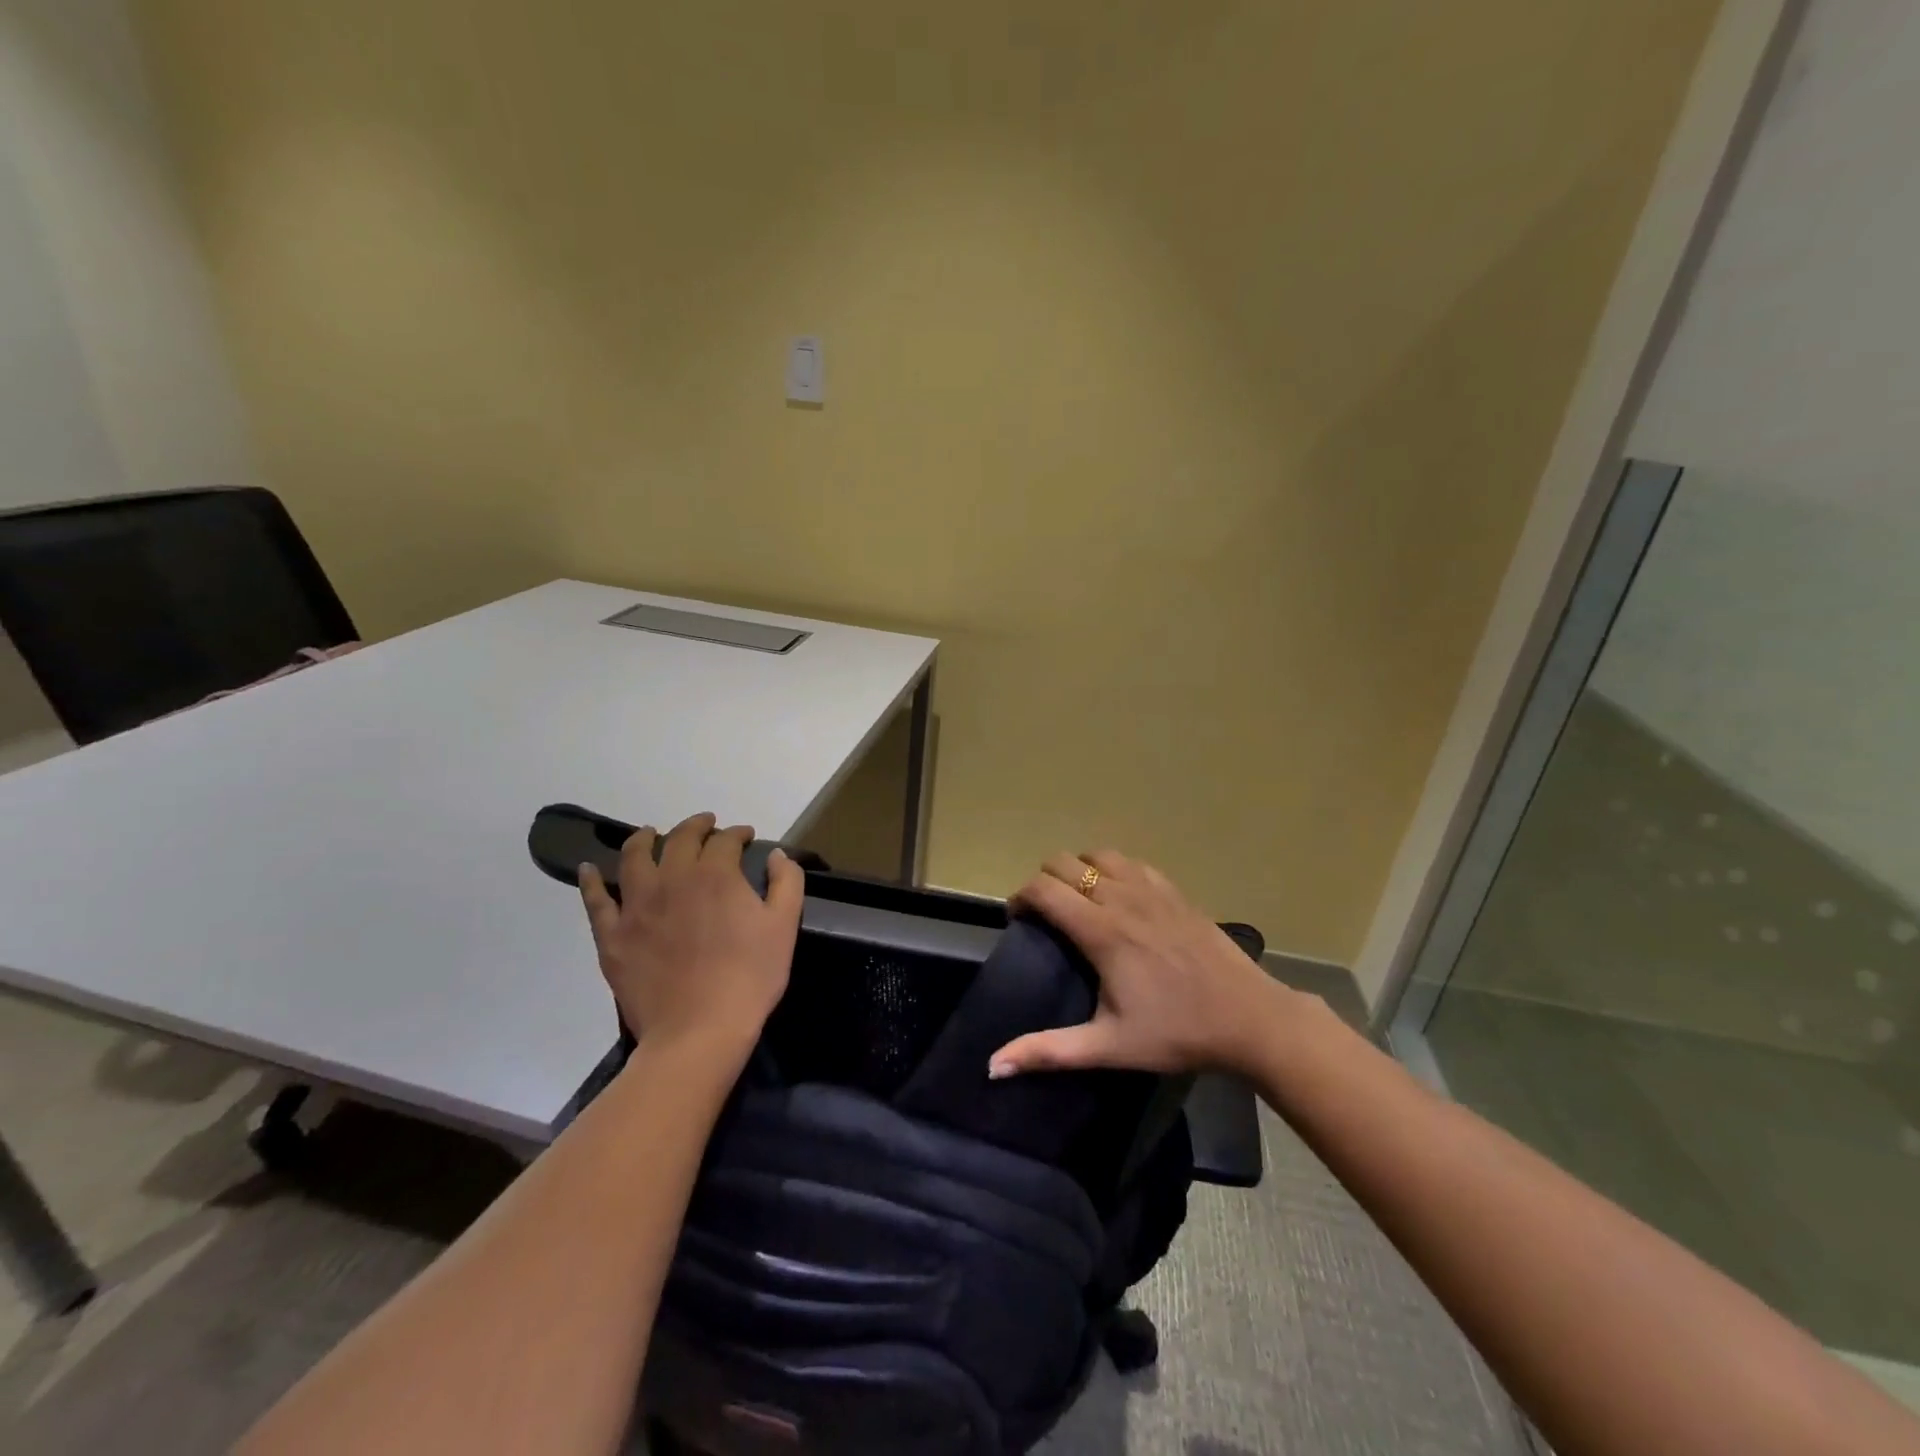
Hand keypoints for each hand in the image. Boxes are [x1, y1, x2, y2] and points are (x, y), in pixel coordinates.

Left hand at [578, 811, 803, 1056]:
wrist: (699, 1031)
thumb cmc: (749, 977)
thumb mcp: (785, 925)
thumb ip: (786, 881)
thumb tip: (776, 853)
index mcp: (715, 874)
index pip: (725, 840)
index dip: (737, 833)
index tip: (745, 836)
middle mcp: (672, 879)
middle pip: (680, 839)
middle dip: (696, 826)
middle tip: (706, 825)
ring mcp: (636, 906)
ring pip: (634, 857)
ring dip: (643, 839)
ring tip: (649, 833)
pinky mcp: (612, 935)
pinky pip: (595, 900)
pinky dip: (591, 880)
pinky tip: (589, 869)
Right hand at [988, 850, 1297, 1077]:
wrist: (1249, 1018)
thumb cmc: (1176, 1032)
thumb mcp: (1108, 1047)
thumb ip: (1048, 1051)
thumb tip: (993, 1066)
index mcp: (1100, 930)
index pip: (1042, 888)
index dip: (1019, 898)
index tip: (1018, 921)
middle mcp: (1121, 897)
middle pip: (1064, 862)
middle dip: (1044, 881)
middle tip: (1045, 915)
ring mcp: (1151, 889)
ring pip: (1098, 854)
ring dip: (1079, 870)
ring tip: (1079, 901)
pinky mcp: (1175, 890)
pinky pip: (1131, 863)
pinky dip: (1113, 870)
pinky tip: (1120, 898)